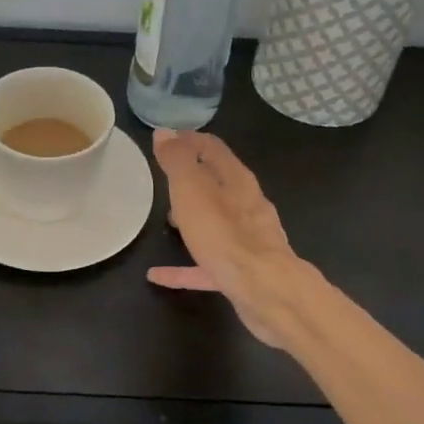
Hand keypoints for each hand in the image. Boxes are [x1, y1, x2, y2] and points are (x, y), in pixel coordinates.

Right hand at [147, 129, 303, 347]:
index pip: (212, 148)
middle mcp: (247, 204)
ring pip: (216, 222)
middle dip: (192, 179)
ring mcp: (248, 240)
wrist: (266, 291)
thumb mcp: (191, 189)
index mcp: (236, 179)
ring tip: (166, 221)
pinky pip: (206, 264)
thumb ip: (177, 160)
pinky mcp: (242, 271)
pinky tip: (158, 275)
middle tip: (165, 179)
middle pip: (217, 184)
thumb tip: (164, 132)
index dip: (188, 140)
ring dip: (192, 218)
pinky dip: (184, 265)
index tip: (166, 141)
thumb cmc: (224, 234)